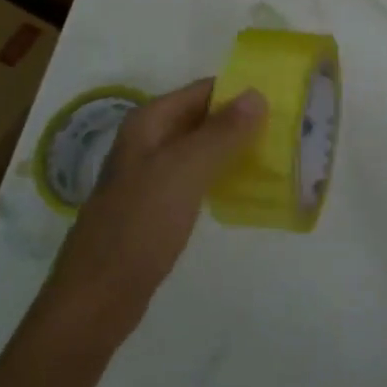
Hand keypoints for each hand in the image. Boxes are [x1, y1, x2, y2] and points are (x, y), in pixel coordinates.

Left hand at [36, 79, 265, 353]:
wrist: (98, 297)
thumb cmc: (140, 225)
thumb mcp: (184, 171)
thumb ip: (221, 132)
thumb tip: (256, 93)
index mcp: (149, 123)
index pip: (203, 90)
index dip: (240, 91)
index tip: (283, 100)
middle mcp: (148, 142)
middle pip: (203, 118)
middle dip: (242, 121)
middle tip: (289, 130)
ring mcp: (151, 175)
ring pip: (201, 149)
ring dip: (235, 149)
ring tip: (278, 155)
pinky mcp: (158, 206)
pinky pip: (197, 178)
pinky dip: (222, 176)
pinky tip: (248, 188)